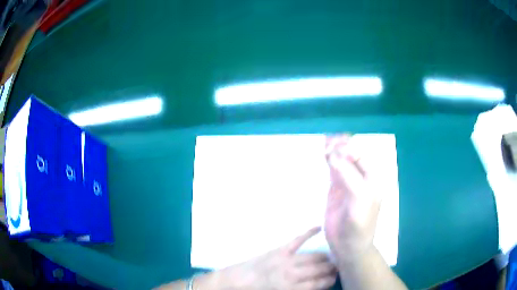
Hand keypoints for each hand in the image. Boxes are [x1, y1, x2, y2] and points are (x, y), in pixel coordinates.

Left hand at [226, 227, 336, 289]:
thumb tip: (317, 285)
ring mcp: (286, 259)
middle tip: (336, 268)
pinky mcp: (280, 250)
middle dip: (330, 269)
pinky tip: (319, 228)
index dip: (329, 281)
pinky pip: (298, 240)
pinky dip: (309, 233)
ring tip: (330, 259)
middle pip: (318, 269)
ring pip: (313, 257)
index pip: (318, 284)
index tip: (334, 279)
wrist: (239, 280)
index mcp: (290, 288)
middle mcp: (291, 273)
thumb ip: (300, 289)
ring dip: (325, 258)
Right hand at [324, 135, 380, 263]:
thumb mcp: (358, 198)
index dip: (348, 148)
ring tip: (324, 139)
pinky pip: (332, 170)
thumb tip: (332, 154)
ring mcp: (347, 182)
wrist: (348, 245)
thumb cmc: (359, 223)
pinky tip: (323, 151)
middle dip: (340, 146)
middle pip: (350, 155)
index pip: (360, 156)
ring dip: (333, 150)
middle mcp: (361, 177)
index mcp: (372, 178)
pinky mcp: (335, 189)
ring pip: (340, 161)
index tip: (333, 146)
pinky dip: (328, 160)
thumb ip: (347, 175)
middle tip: (327, 140)